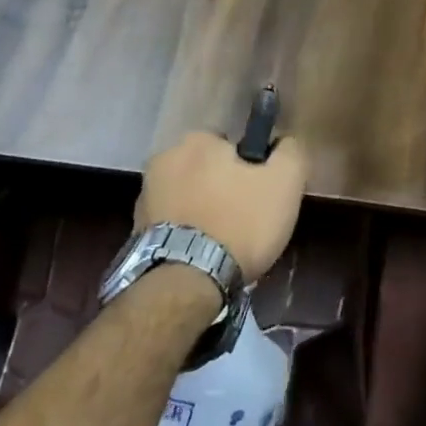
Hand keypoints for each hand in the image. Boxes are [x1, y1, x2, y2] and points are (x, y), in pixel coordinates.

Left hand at [136, 129, 308, 279]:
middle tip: (244, 220)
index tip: (259, 194)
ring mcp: (144, 196)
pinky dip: (185, 233)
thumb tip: (284, 142)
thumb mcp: (285, 181)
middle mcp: (164, 159)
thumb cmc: (240, 223)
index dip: (250, 168)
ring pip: (188, 196)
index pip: (231, 145)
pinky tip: (201, 256)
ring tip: (222, 244)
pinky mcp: (135, 232)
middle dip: (222, 188)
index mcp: (197, 140)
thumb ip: (289, 151)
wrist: (186, 286)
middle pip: (206, 169)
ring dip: (202, 210)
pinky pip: (171, 223)